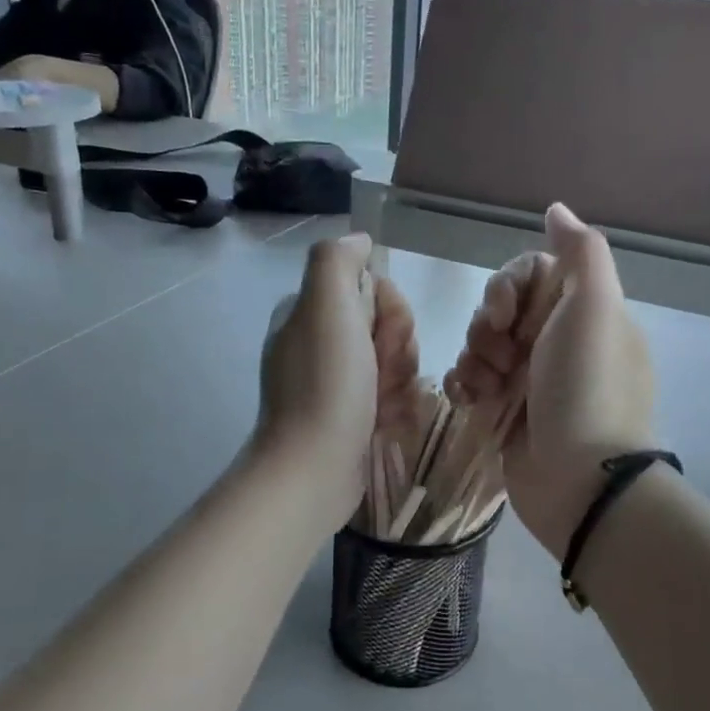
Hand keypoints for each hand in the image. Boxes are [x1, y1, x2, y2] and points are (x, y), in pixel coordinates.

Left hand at [257, 235, 419, 525]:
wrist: (314, 469)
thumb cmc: (326, 385)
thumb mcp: (326, 305)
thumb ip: (338, 260)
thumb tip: (361, 240)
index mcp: (310, 312)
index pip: (373, 288)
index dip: (388, 309)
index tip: (376, 337)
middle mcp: (320, 342)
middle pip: (387, 325)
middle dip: (396, 348)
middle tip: (379, 373)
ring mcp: (335, 382)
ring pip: (395, 361)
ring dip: (399, 380)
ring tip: (382, 405)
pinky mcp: (351, 415)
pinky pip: (392, 395)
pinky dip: (395, 407)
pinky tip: (384, 423)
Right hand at [448, 204, 653, 558]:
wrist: (580, 481)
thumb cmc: (586, 387)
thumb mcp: (596, 308)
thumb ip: (580, 252)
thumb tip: (557, 209)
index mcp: (583, 314)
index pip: (530, 274)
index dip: (507, 288)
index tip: (504, 315)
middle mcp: (558, 342)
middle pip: (500, 308)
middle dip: (487, 327)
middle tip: (499, 356)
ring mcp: (532, 380)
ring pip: (481, 345)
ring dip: (474, 359)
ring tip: (487, 388)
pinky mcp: (507, 412)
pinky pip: (472, 381)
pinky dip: (466, 385)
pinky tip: (471, 401)